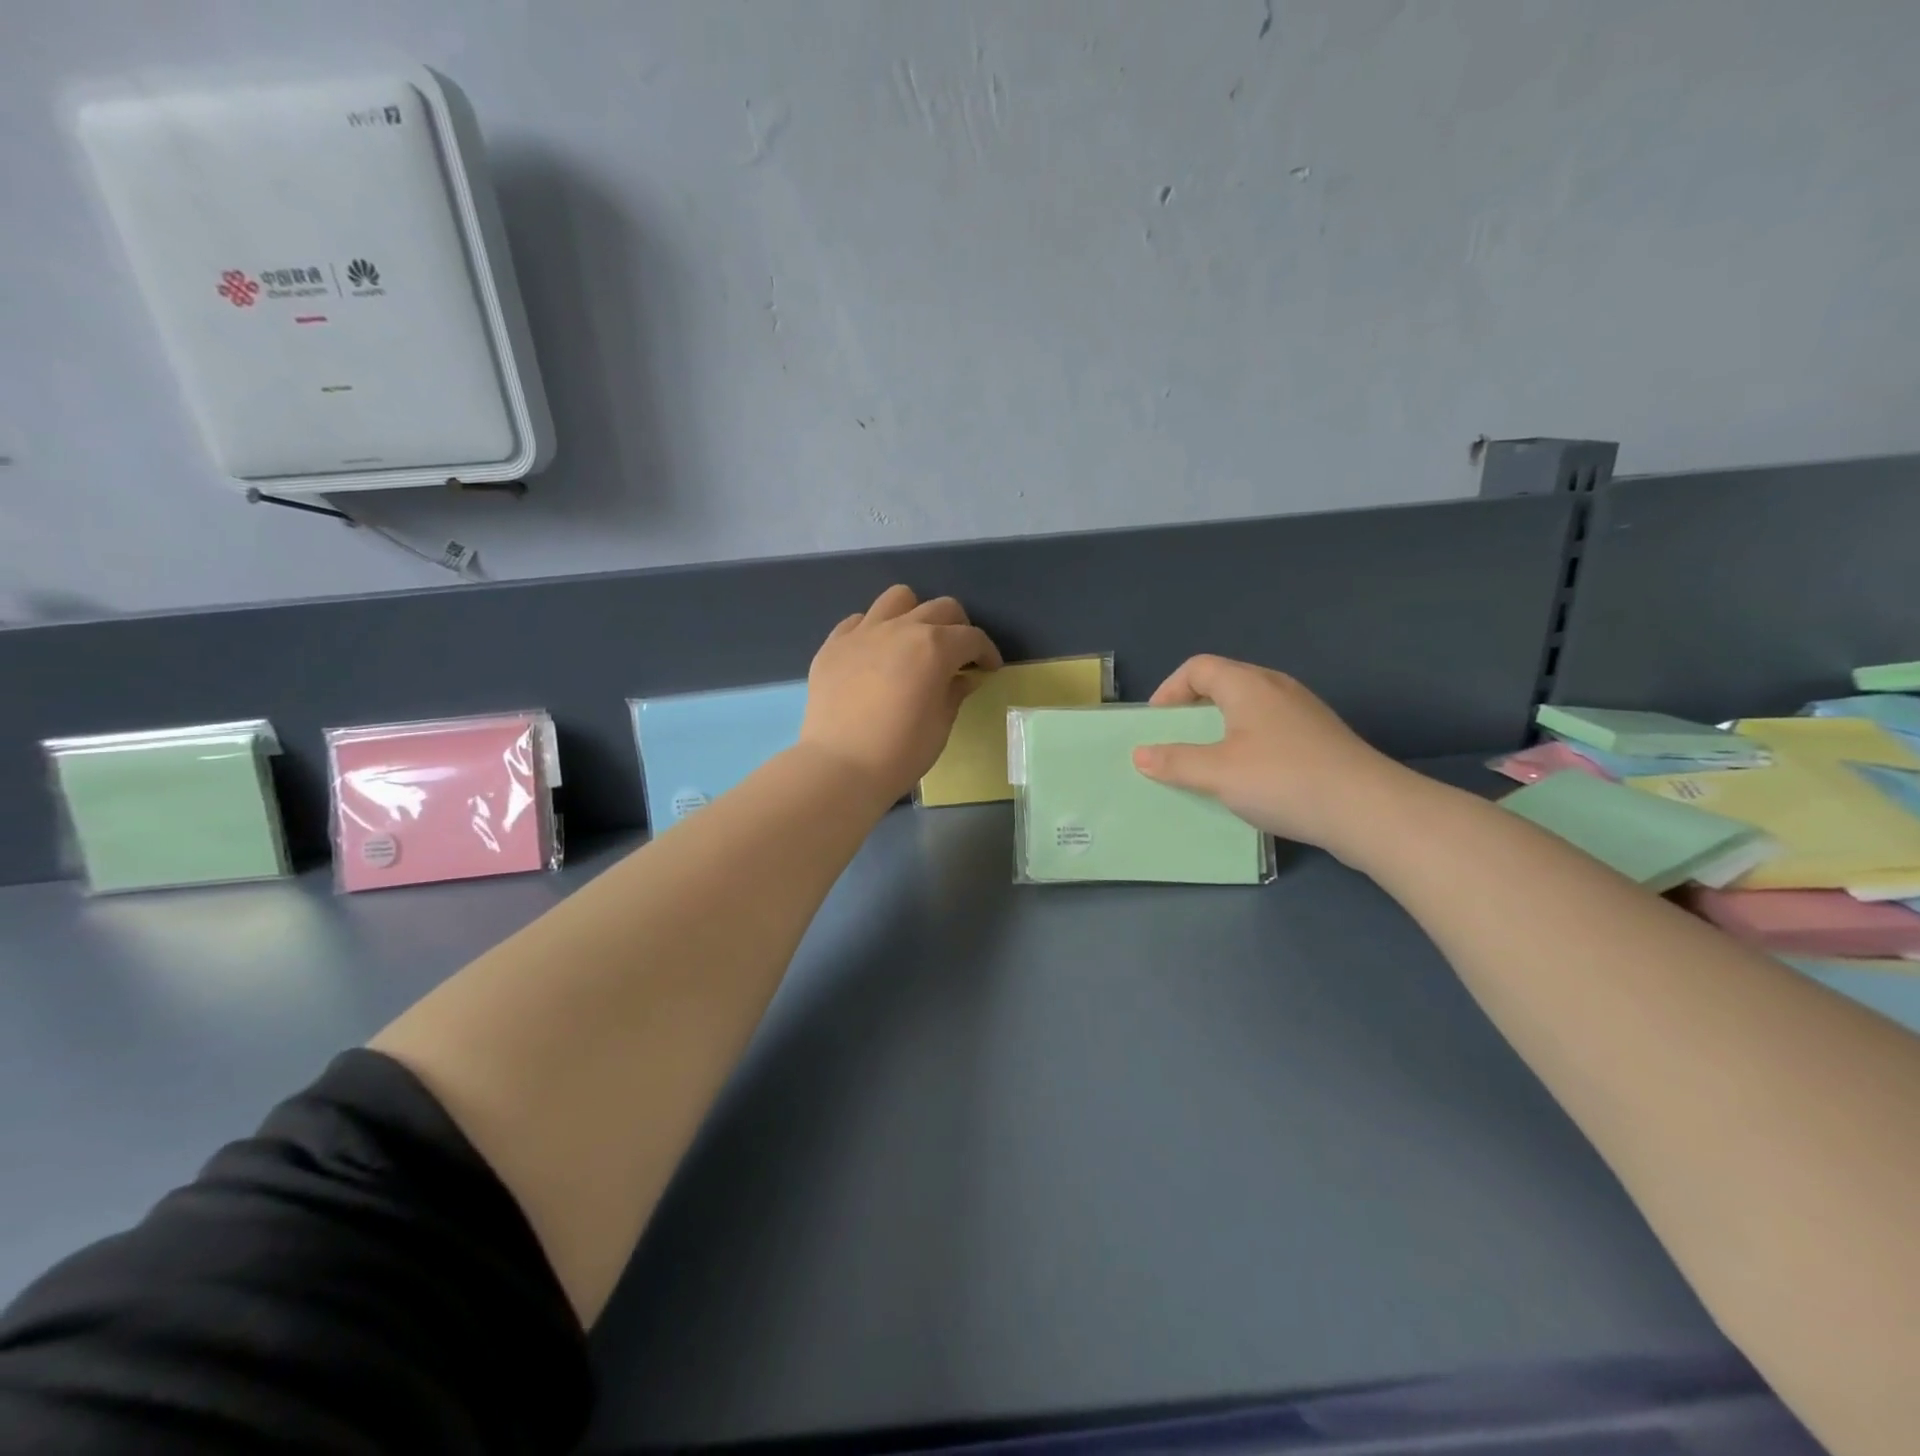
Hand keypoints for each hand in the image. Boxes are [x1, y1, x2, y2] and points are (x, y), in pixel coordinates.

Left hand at [800, 585, 1002, 801]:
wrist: (840, 766)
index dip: (986, 652)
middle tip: (958, 654)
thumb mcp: (940, 726)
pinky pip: (859, 621)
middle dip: (958, 628)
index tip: (989, 668)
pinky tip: (875, 655)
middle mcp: (901, 628)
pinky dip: (874, 630)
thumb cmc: (900, 752)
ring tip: (914, 641)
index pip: (972, 637)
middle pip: (940, 609)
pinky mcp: (833, 645)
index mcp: (935, 647)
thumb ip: (954, 693)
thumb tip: (962, 678)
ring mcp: (863, 632)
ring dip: (915, 614)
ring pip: (898, 599)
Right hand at [1131, 655, 1407, 854]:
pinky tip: (1246, 779)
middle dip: (1191, 711)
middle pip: (1223, 684)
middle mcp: (1276, 688)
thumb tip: (1140, 755)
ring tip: (1205, 763)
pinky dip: (1246, 745)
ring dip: (1219, 731)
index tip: (1156, 726)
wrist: (1368, 810)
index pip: (1197, 667)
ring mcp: (1303, 712)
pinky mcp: (1319, 739)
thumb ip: (1175, 762)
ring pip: (1248, 709)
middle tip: (1174, 743)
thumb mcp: (1217, 773)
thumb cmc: (1283, 780)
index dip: (1169, 690)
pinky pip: (1269, 730)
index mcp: (1248, 684)